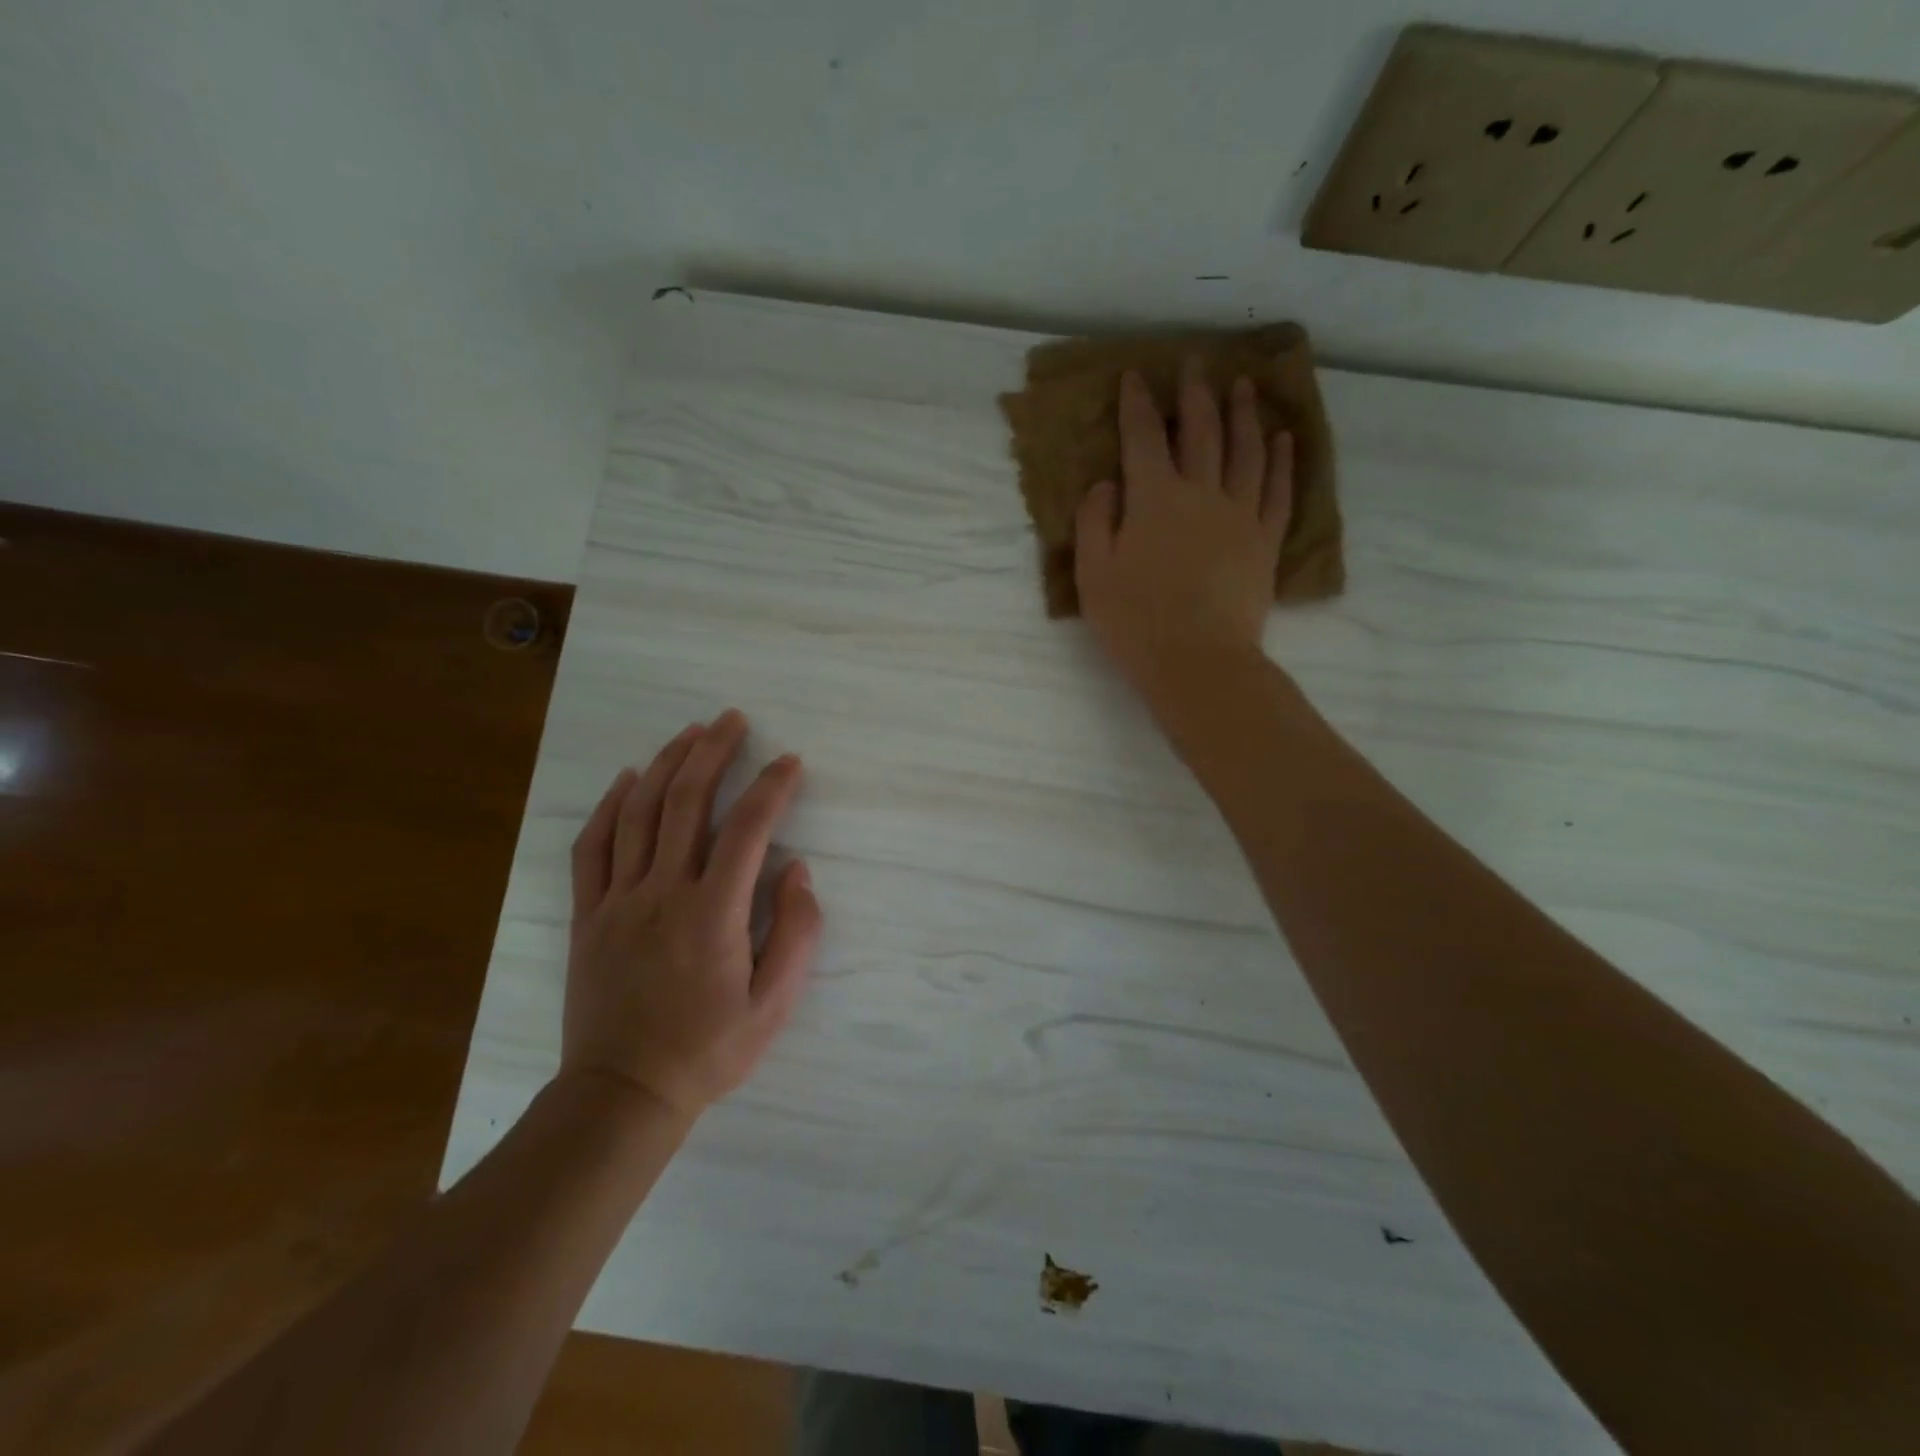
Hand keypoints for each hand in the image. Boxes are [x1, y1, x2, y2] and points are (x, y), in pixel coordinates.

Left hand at [561, 710, 821, 1122]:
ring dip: (665, 764)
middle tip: (732, 720)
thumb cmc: (709, 1050)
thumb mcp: (774, 1005)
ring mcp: (617, 901)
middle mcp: (663, 893)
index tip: (789, 762)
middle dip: (712, 752)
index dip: (772, 787)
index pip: (748, 829)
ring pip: (638, 813)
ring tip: (689, 732)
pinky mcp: (587, 914)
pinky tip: (625, 779)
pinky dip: (609, 806)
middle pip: (686, 803)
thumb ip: (795, 932)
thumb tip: (796, 870)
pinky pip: (593, 847)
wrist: (623, 1094)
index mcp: (713, 914)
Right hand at [1075, 359, 1292, 700]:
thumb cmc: (1135, 621)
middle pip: (1201, 431)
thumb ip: (1096, 520)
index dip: (1137, 404)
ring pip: (1246, 450)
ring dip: (1244, 413)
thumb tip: (1108, 482)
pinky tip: (1283, 438)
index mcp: (1153, 498)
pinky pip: (1279, 489)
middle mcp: (1201, 492)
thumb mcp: (1093, 574)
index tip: (1135, 377)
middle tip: (1196, 364)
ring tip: (1244, 385)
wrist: (1198, 660)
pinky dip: (1282, 460)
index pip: (1144, 437)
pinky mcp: (1265, 540)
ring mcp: (1240, 514)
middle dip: (1196, 395)